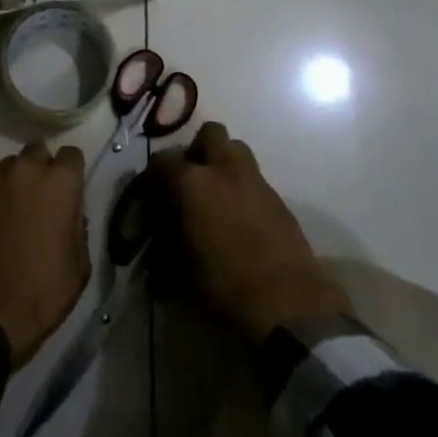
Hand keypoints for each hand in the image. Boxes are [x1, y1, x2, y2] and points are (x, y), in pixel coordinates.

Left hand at [0, 142, 89, 367]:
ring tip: (15, 208)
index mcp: (59, 183)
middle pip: (37, 151)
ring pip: (9, 165)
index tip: (71, 191)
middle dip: (42, 167)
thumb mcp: (79, 265)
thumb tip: (71, 214)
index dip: (72, 173)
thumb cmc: (43, 290)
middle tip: (43, 196)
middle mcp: (25, 171)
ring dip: (16, 180)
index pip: (72, 154)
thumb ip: (78, 227)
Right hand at [150, 122, 349, 340]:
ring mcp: (255, 180)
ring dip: (223, 162)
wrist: (288, 303)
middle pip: (209, 133)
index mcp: (191, 182)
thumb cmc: (223, 284)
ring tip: (216, 193)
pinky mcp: (278, 198)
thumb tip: (157, 241)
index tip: (150, 196)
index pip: (161, 161)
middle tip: (190, 179)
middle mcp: (223, 169)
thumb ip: (164, 244)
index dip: (152, 177)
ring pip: (236, 149)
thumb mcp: (179, 269)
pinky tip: (239, 217)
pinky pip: (254, 177)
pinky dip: (242, 187)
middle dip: (197, 149)